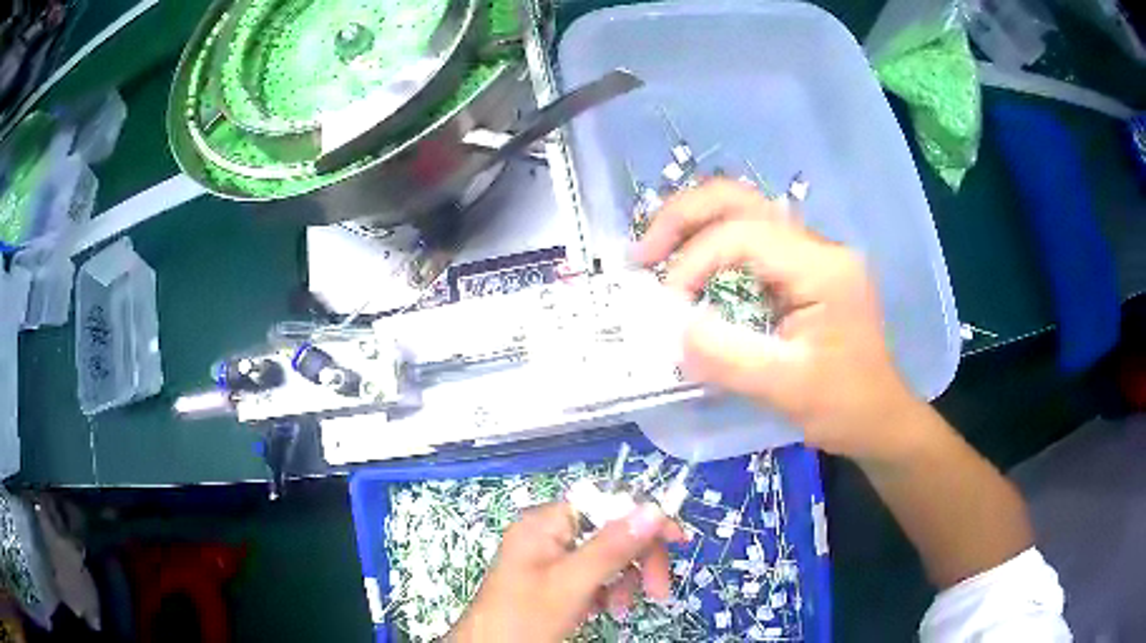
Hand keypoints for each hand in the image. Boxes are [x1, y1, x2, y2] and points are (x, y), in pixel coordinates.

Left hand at [449, 501, 685, 641]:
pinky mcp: (555, 581)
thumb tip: (653, 509)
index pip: (606, 503)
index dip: (643, 518)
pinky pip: (593, 576)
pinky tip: (603, 610)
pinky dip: (606, 592)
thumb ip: (612, 546)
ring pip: (606, 556)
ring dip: (623, 581)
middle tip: (658, 590)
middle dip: (637, 560)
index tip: (677, 540)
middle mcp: (549, 534)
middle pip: (610, 531)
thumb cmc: (525, 617)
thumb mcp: (572, 583)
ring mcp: (551, 558)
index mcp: (545, 523)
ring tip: (620, 608)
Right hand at [634, 179, 923, 462]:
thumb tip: (672, 329)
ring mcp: (812, 253)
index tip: (668, 306)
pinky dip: (710, 246)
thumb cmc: (844, 407)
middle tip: (642, 254)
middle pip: (740, 199)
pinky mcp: (803, 269)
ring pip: (743, 210)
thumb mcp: (786, 390)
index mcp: (824, 268)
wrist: (879, 418)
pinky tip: (689, 270)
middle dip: (683, 218)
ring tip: (654, 255)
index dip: (695, 261)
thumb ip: (728, 358)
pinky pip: (749, 240)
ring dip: (693, 225)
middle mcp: (818, 246)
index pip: (745, 236)